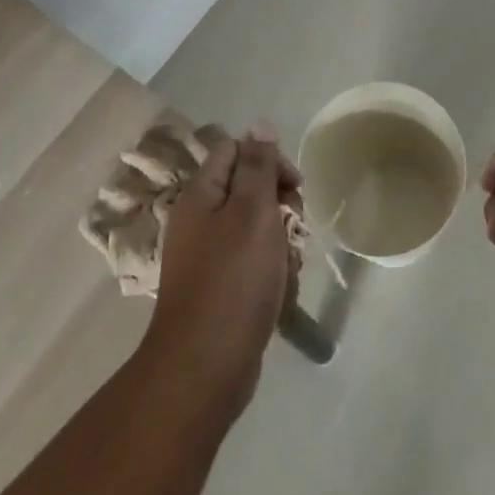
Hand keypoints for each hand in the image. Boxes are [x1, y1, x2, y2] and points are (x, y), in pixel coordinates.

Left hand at [141, 126, 300, 422]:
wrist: (204, 371)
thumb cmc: (232, 281)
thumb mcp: (252, 212)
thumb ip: (259, 166)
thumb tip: (261, 124)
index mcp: (201, 194)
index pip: (236, 150)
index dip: (268, 159)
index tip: (293, 187)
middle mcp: (201, 220)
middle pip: (250, 189)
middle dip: (280, 206)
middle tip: (294, 228)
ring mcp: (210, 257)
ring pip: (257, 229)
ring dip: (281, 243)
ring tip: (287, 268)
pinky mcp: (221, 290)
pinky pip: (254, 265)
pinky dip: (272, 274)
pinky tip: (280, 294)